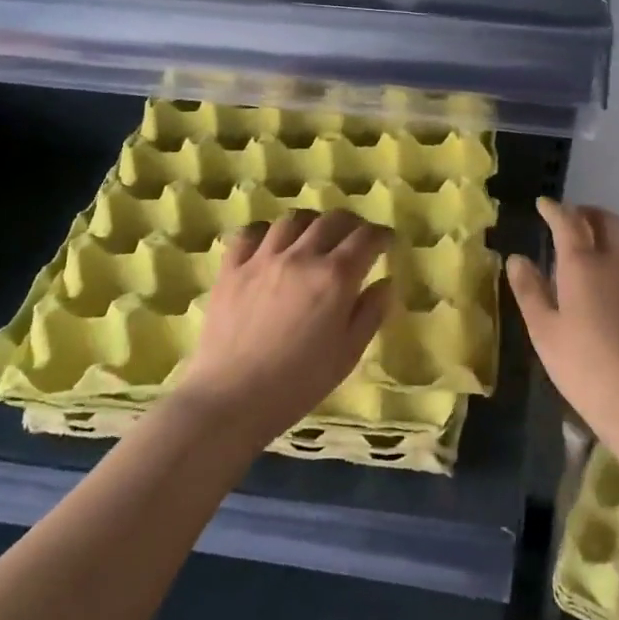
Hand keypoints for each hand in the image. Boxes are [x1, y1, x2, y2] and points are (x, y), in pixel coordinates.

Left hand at [177, 209, 394, 447]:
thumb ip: (371, 313)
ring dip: (312, 223)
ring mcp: (263, 258)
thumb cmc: (298, 383)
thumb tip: (384, 283)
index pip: (366, 238)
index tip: (387, 242)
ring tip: (315, 236)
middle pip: (332, 220)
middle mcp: (301, 256)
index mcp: (335, 277)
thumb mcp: (348, 354)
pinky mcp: (232, 268)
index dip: (382, 235)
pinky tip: (271, 243)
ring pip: (293, 219)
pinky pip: (250, 233)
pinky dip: (266, 231)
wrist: (231, 400)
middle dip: (352, 224)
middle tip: (356, 238)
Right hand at [507, 198, 618, 442]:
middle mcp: (615, 262)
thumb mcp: (542, 329)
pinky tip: (616, 282)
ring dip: (610, 235)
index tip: (543, 204)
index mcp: (582, 264)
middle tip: (571, 219)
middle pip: (607, 221)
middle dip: (587, 212)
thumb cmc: (580, 363)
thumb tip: (518, 258)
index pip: (568, 222)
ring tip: (595, 249)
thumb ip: (529, 289)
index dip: (554, 209)